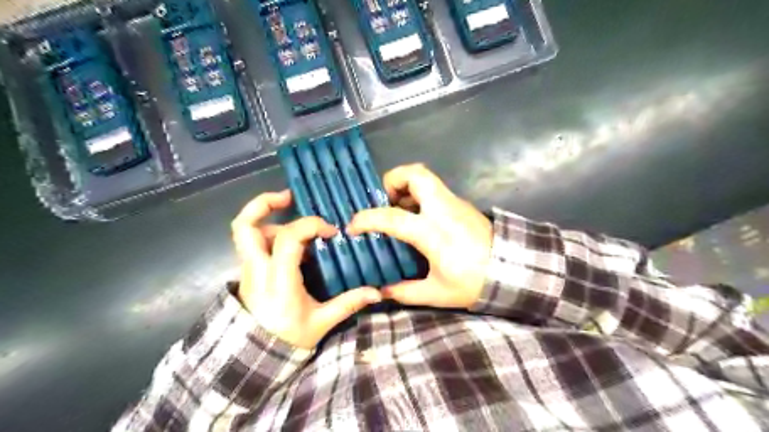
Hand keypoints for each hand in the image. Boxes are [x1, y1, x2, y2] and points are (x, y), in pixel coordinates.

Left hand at [230, 190, 382, 348]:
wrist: (256, 358)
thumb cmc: (288, 339)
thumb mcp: (321, 322)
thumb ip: (348, 303)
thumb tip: (376, 292)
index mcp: (277, 279)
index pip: (288, 238)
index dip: (310, 225)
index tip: (331, 232)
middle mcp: (257, 269)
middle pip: (244, 226)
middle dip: (264, 204)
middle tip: (290, 197)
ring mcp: (249, 269)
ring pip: (245, 232)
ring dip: (268, 219)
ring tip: (295, 221)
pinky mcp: (249, 272)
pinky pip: (253, 243)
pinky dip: (270, 233)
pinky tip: (293, 243)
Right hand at [347, 164, 491, 309]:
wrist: (515, 272)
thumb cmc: (474, 282)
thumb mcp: (437, 292)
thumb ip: (405, 292)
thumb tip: (383, 290)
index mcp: (432, 231)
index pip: (391, 216)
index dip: (366, 219)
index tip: (354, 227)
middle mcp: (442, 209)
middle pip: (415, 174)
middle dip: (393, 180)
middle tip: (386, 202)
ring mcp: (454, 203)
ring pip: (427, 177)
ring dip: (407, 186)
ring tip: (400, 210)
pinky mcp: (463, 204)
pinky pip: (436, 190)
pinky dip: (420, 196)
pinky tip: (419, 219)